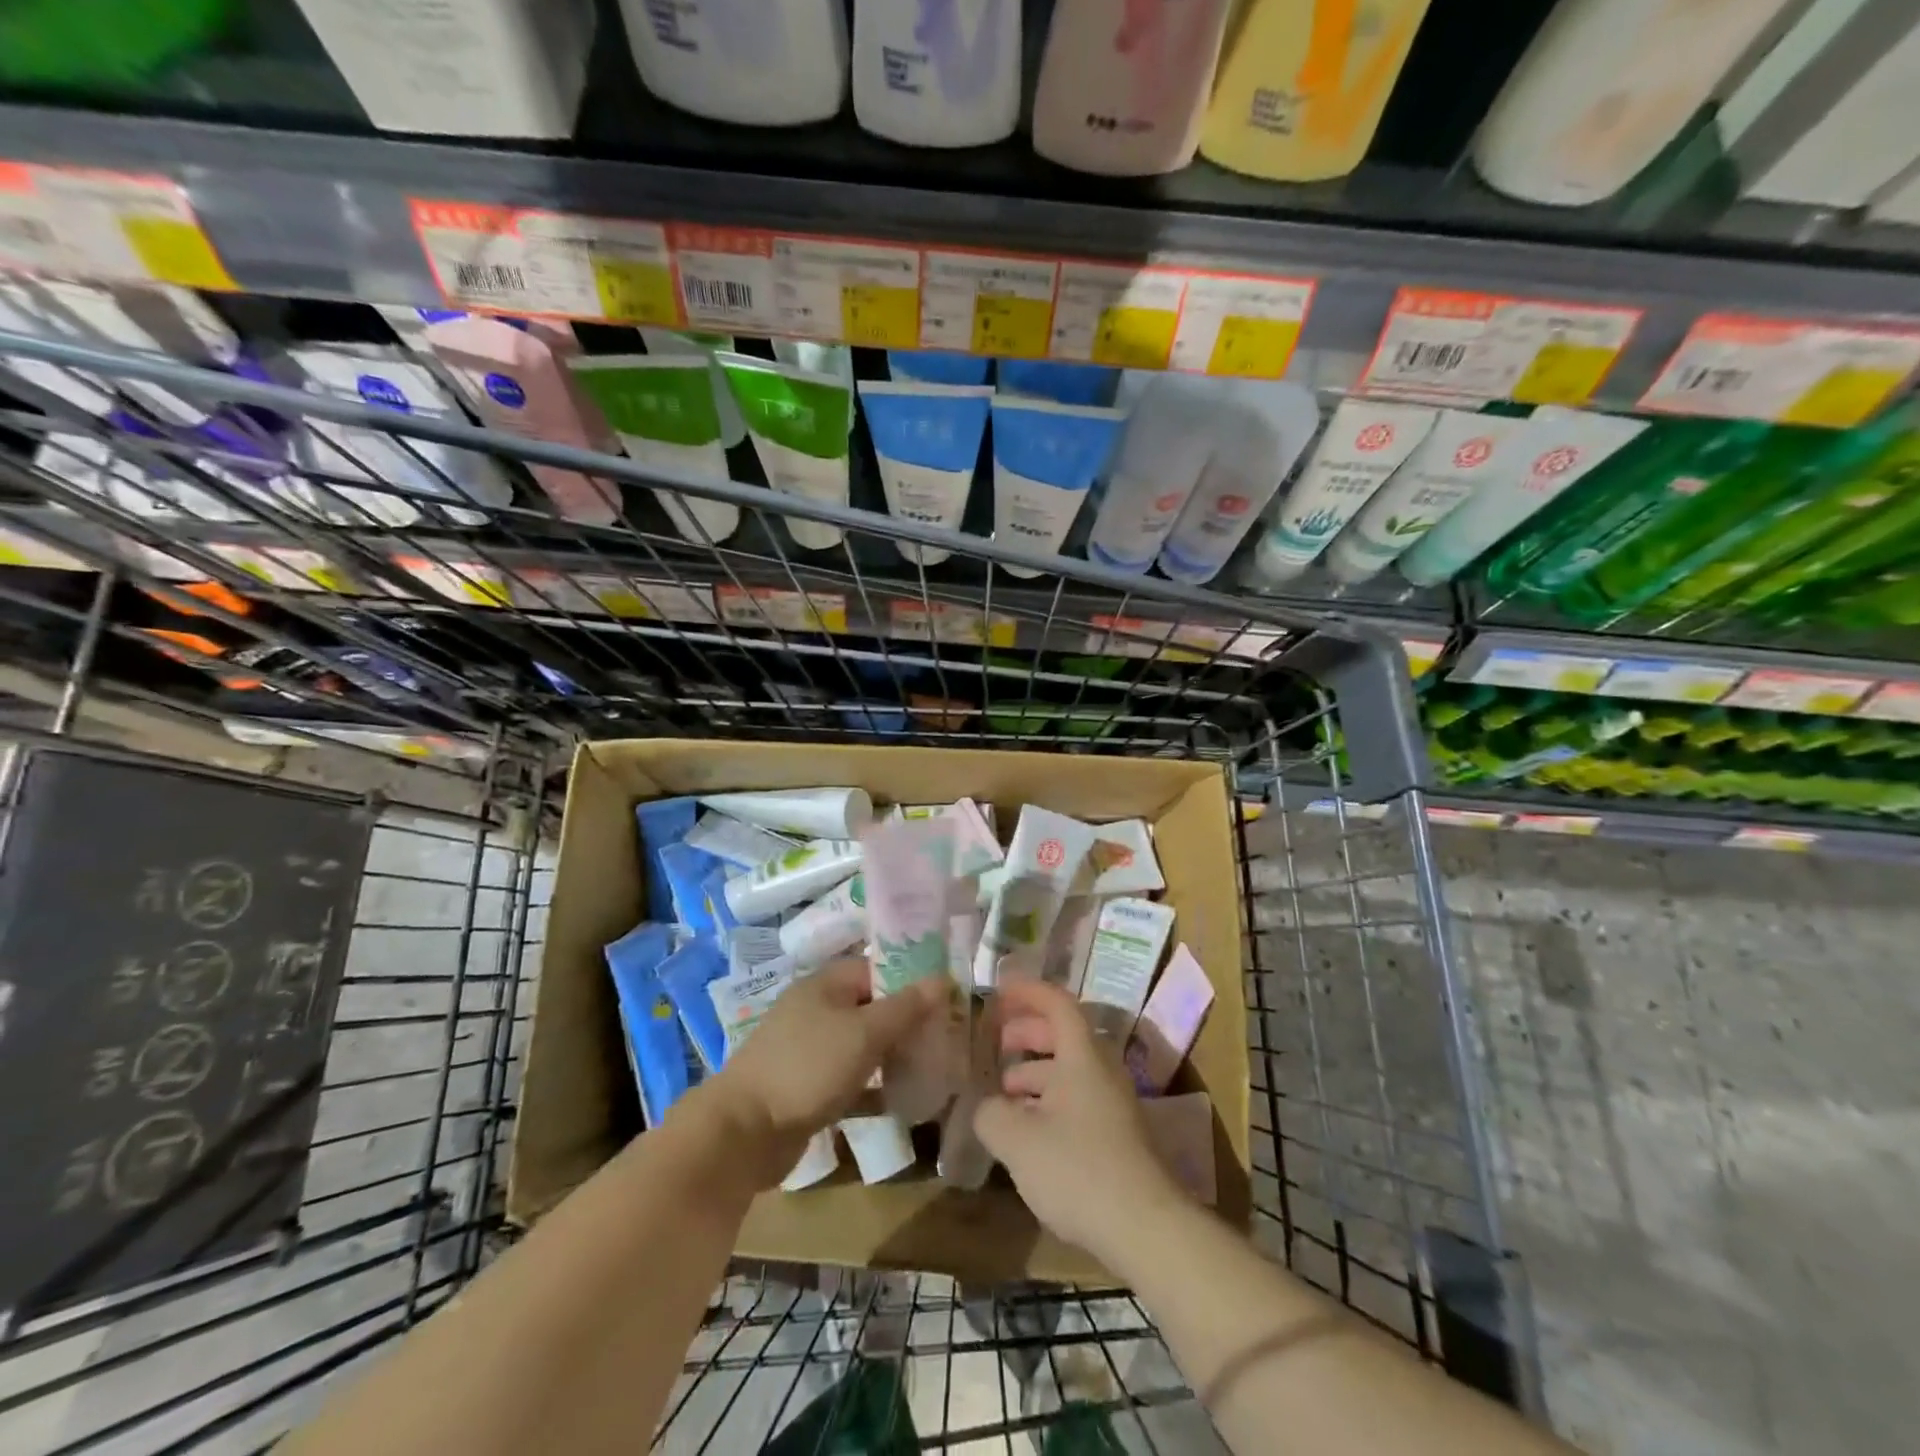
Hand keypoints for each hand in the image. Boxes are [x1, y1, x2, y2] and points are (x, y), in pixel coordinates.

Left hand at [698, 959, 945, 1189]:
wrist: (743, 1132)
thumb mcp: (864, 1033)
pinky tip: (903, 1103)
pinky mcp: (805, 1087)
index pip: (877, 968)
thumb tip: (943, 978)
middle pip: (871, 1007)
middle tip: (944, 1037)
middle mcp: (816, 1010)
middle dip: (906, 1022)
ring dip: (892, 1055)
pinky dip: (873, 1088)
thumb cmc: (808, 1067)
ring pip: (861, 1045)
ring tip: (931, 1068)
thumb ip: (905, 1007)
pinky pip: (848, 1080)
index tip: (946, 999)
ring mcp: (808, 1050)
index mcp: (825, 984)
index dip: (911, 979)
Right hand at [972, 979, 1187, 1268]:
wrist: (1146, 1229)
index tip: (999, 992)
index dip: (1027, 992)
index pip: (1057, 1003)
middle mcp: (1101, 1071)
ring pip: (1069, 1071)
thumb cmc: (1078, 1170)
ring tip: (1004, 1092)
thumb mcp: (1018, 1140)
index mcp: (1082, 1057)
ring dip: (1035, 1071)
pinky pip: (1077, 1100)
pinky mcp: (1116, 1137)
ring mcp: (1112, 1104)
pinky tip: (1027, 1131)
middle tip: (996, 1043)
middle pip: (1063, 1035)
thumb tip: (986, 1107)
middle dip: (1027, 1032)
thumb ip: (991, 1114)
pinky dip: (1048, 1100)